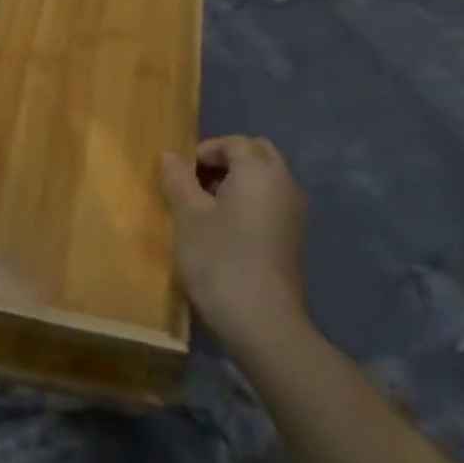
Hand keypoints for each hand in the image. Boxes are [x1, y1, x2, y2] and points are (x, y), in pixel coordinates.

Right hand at [159, 136, 311, 361]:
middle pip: (256, 154)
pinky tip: (223, 231)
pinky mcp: (292, 238)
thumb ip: (178, 180)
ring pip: (264, 179)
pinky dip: (248, 203)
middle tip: (193, 184)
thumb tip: (170, 156)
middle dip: (224, 161)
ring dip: (236, 182)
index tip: (178, 174)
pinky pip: (269, 203)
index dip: (203, 151)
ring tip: (203, 208)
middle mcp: (284, 183)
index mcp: (259, 170)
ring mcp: (293, 212)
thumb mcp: (188, 216)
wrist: (260, 320)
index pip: (233, 142)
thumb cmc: (219, 258)